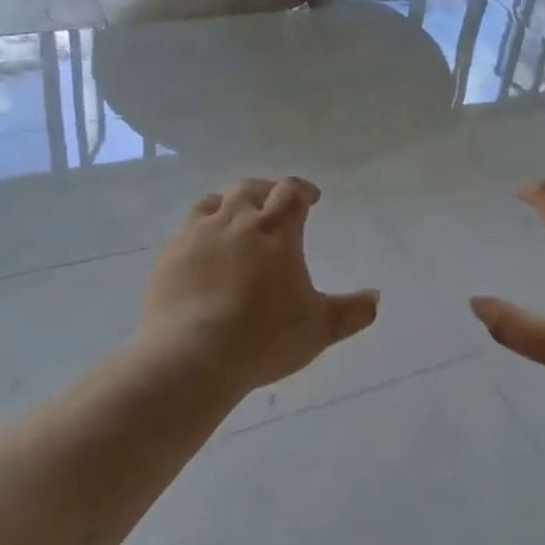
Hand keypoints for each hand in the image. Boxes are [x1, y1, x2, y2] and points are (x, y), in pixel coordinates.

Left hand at [138, 177, 379, 391]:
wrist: (190, 356)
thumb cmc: (264, 337)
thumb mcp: (319, 328)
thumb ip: (352, 311)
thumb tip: (376, 298)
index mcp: (275, 229)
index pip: (291, 192)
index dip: (303, 190)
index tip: (311, 199)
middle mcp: (235, 220)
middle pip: (250, 188)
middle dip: (267, 192)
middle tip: (275, 204)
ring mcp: (196, 235)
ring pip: (212, 202)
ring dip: (228, 205)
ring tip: (235, 220)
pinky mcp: (168, 256)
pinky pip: (186, 231)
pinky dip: (200, 233)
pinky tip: (202, 255)